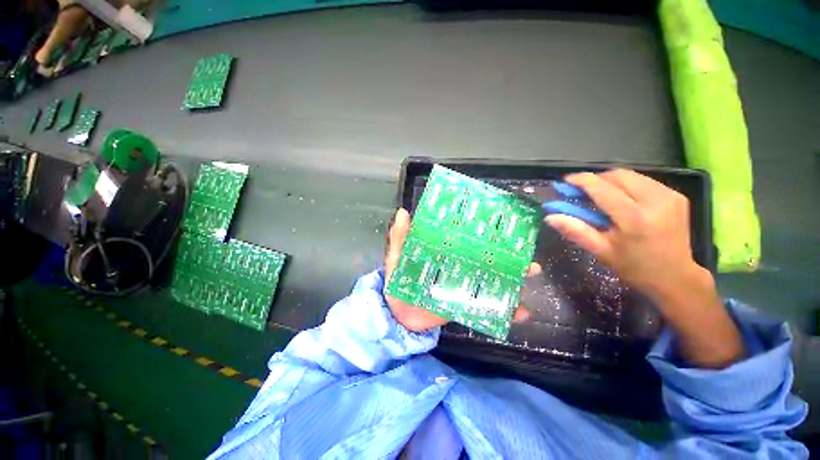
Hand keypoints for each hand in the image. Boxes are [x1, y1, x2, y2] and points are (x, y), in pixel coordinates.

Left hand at [385, 208, 536, 331]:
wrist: (400, 316)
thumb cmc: (398, 282)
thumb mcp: (397, 258)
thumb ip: (400, 238)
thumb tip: (404, 212)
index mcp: (445, 252)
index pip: (466, 238)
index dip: (483, 230)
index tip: (501, 221)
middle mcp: (459, 265)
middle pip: (487, 257)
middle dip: (508, 253)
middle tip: (524, 247)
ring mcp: (464, 285)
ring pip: (493, 279)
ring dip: (514, 278)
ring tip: (531, 273)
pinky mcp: (465, 304)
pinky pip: (488, 306)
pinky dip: (506, 310)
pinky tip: (523, 312)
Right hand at [543, 169, 698, 300]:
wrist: (675, 277)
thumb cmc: (634, 267)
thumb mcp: (600, 251)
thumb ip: (575, 230)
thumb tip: (550, 217)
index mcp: (634, 218)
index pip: (602, 188)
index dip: (581, 181)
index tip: (566, 181)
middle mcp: (655, 201)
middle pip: (618, 176)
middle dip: (596, 179)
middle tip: (582, 191)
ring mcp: (670, 196)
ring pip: (631, 175)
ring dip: (611, 181)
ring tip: (600, 196)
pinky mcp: (677, 195)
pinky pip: (644, 181)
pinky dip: (627, 185)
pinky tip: (621, 199)